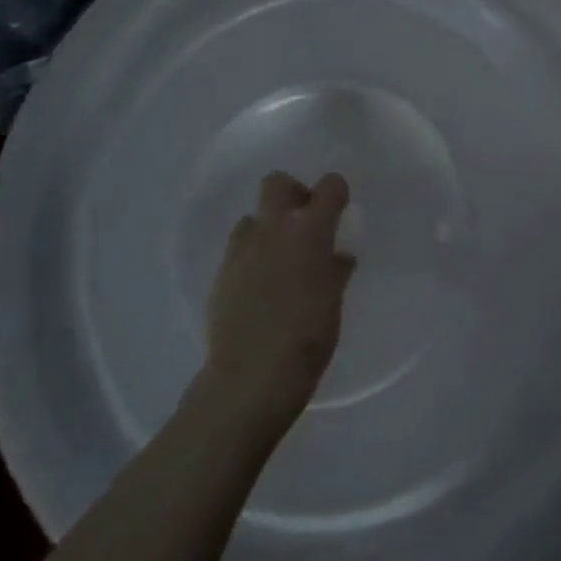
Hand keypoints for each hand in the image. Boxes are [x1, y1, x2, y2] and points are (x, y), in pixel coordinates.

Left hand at [202, 172, 355, 433]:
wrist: (251, 377)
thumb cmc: (308, 335)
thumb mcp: (334, 300)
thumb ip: (335, 270)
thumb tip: (338, 257)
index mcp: (310, 230)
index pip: (329, 186)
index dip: (336, 192)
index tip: (340, 209)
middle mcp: (274, 230)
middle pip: (277, 183)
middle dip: (292, 194)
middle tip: (304, 222)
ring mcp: (242, 252)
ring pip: (251, 218)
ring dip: (266, 228)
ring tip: (279, 257)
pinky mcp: (220, 277)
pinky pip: (237, 252)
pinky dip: (251, 259)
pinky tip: (260, 287)